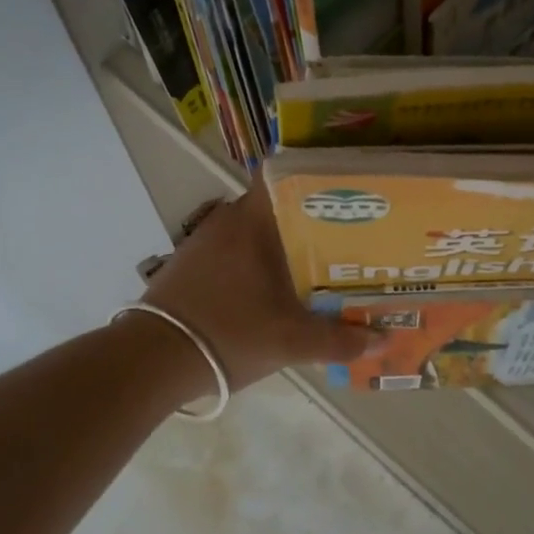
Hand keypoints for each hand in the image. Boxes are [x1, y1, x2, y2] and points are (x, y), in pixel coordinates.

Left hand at [140, 177, 378, 389]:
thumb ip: (339, 340)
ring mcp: (205, 241)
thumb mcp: (290, 342)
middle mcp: (227, 220)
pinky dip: (257, 258)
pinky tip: (275, 284)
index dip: (315, 176)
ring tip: (319, 259)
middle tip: (347, 232)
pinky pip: (235, 247)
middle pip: (276, 203)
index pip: (283, 173)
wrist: (150, 360)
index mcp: (252, 221)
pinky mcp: (190, 263)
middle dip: (310, 216)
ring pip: (255, 228)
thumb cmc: (228, 335)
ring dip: (282, 240)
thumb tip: (384, 341)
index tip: (346, 189)